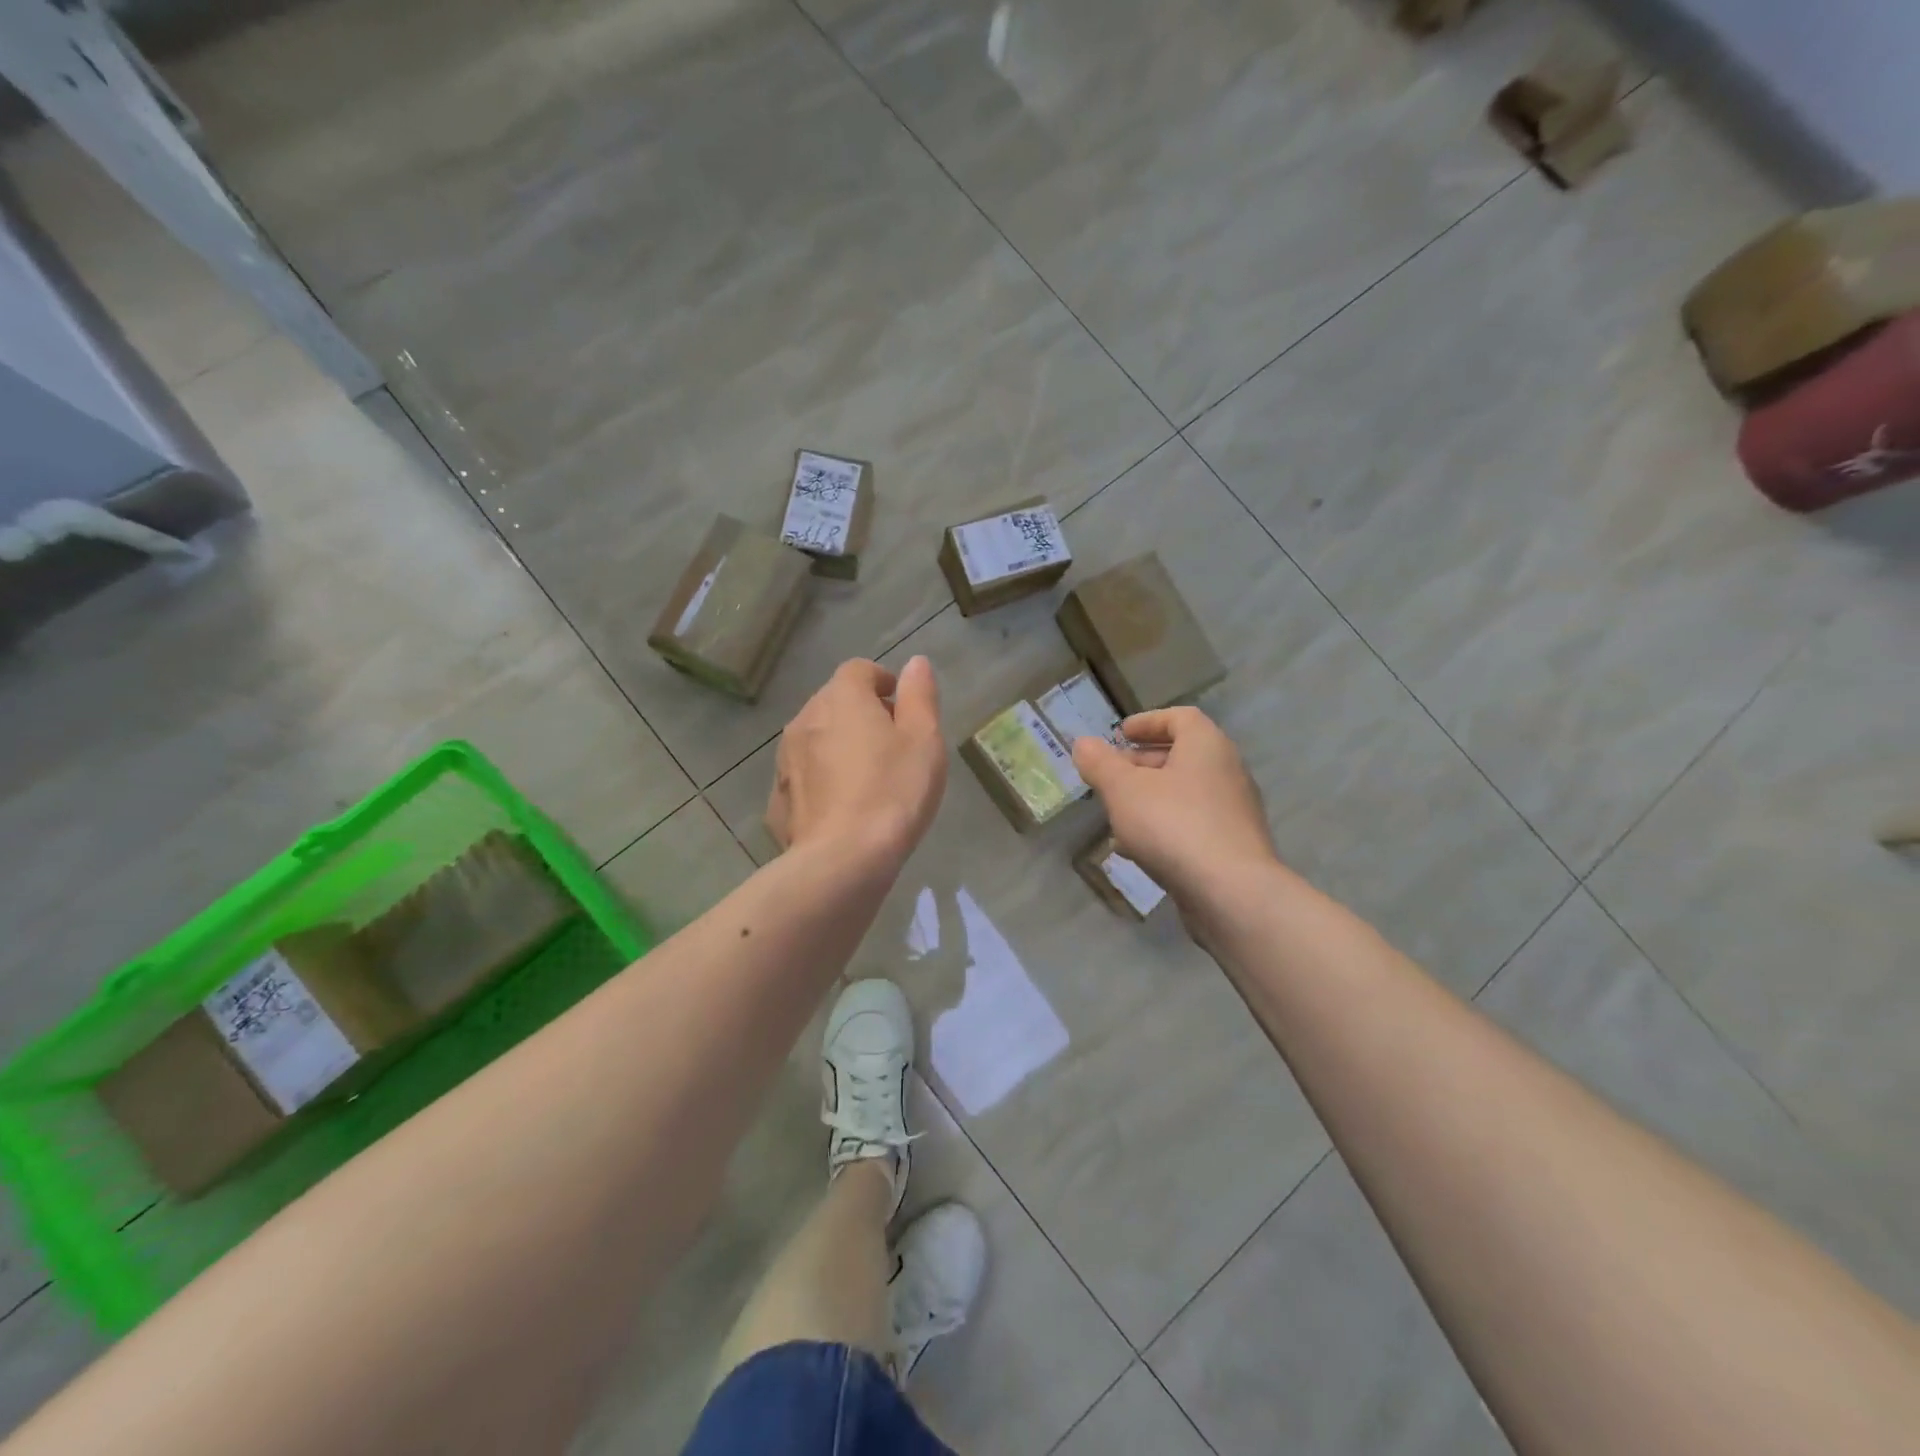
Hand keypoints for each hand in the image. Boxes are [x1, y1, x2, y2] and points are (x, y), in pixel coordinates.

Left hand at [767, 656, 946, 866]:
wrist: (843, 859)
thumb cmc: (893, 791)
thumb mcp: (924, 739)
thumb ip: (920, 696)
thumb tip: (915, 664)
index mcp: (842, 698)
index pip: (858, 670)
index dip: (882, 682)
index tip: (901, 707)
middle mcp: (805, 719)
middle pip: (834, 702)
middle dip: (860, 713)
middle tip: (891, 744)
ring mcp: (785, 760)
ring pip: (815, 739)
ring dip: (838, 746)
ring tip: (867, 778)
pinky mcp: (778, 799)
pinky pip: (803, 776)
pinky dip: (821, 780)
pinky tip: (842, 808)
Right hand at [1072, 707, 1277, 905]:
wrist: (1230, 892)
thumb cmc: (1173, 824)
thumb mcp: (1123, 790)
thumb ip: (1100, 764)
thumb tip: (1083, 743)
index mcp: (1206, 746)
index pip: (1180, 718)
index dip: (1148, 722)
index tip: (1120, 734)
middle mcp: (1227, 771)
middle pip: (1182, 756)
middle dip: (1142, 763)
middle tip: (1111, 774)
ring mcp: (1233, 812)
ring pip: (1185, 793)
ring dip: (1150, 797)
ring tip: (1116, 813)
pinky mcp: (1232, 847)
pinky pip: (1192, 824)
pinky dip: (1164, 826)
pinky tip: (1135, 849)